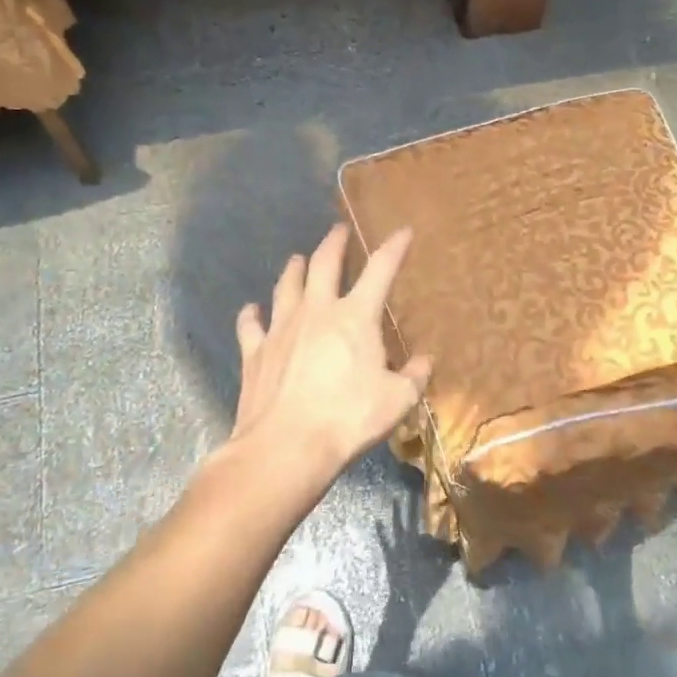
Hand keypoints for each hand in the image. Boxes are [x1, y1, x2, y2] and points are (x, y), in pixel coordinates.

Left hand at [228, 223, 432, 494]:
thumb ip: (414, 376)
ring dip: (294, 269)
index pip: (380, 270)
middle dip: (334, 243)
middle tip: (339, 229)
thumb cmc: (349, 419)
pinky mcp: (255, 352)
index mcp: (356, 317)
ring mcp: (281, 329)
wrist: (286, 446)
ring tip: (297, 258)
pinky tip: (252, 309)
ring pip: (286, 286)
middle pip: (324, 264)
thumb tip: (425, 361)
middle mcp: (317, 312)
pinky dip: (252, 314)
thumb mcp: (398, 400)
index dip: (394, 247)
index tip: (403, 231)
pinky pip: (251, 325)